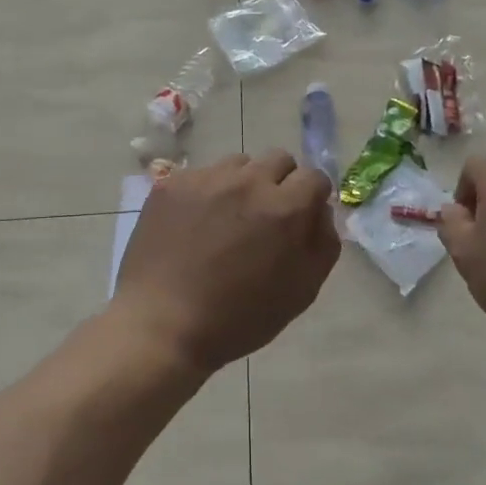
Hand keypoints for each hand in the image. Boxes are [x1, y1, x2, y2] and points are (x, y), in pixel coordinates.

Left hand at [114, 150, 340, 373]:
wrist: (162, 324)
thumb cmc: (239, 317)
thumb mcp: (301, 291)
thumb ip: (323, 243)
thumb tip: (319, 210)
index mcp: (284, 208)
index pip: (314, 176)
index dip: (311, 198)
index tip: (300, 218)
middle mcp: (247, 181)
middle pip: (278, 160)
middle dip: (280, 184)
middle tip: (264, 219)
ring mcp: (205, 179)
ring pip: (238, 163)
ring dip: (242, 184)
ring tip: (226, 220)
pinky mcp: (171, 184)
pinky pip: (201, 175)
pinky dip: (205, 192)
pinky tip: (194, 225)